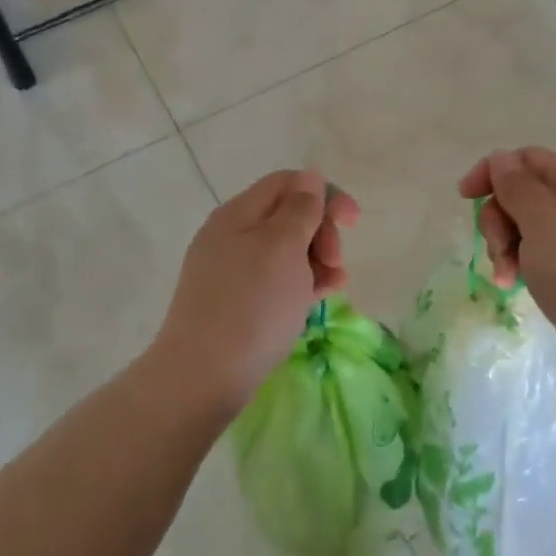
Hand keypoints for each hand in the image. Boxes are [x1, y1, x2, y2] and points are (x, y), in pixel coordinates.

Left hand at [148, 169, 359, 415]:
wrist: (203, 375)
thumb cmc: (251, 304)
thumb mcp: (282, 247)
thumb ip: (300, 209)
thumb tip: (309, 179)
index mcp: (238, 214)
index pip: (286, 183)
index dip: (324, 194)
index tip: (352, 222)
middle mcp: (231, 236)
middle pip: (287, 216)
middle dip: (321, 231)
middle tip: (337, 260)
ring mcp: (231, 272)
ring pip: (285, 252)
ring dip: (316, 260)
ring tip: (336, 284)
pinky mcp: (235, 304)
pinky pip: (275, 281)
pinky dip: (301, 283)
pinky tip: (319, 299)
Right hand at [458, 148, 555, 363]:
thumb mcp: (541, 218)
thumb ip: (515, 185)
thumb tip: (501, 158)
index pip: (527, 159)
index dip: (493, 171)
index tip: (465, 197)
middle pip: (523, 196)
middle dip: (498, 219)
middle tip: (497, 248)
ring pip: (526, 230)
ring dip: (506, 248)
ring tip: (506, 277)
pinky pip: (538, 257)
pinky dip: (521, 267)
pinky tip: (514, 286)